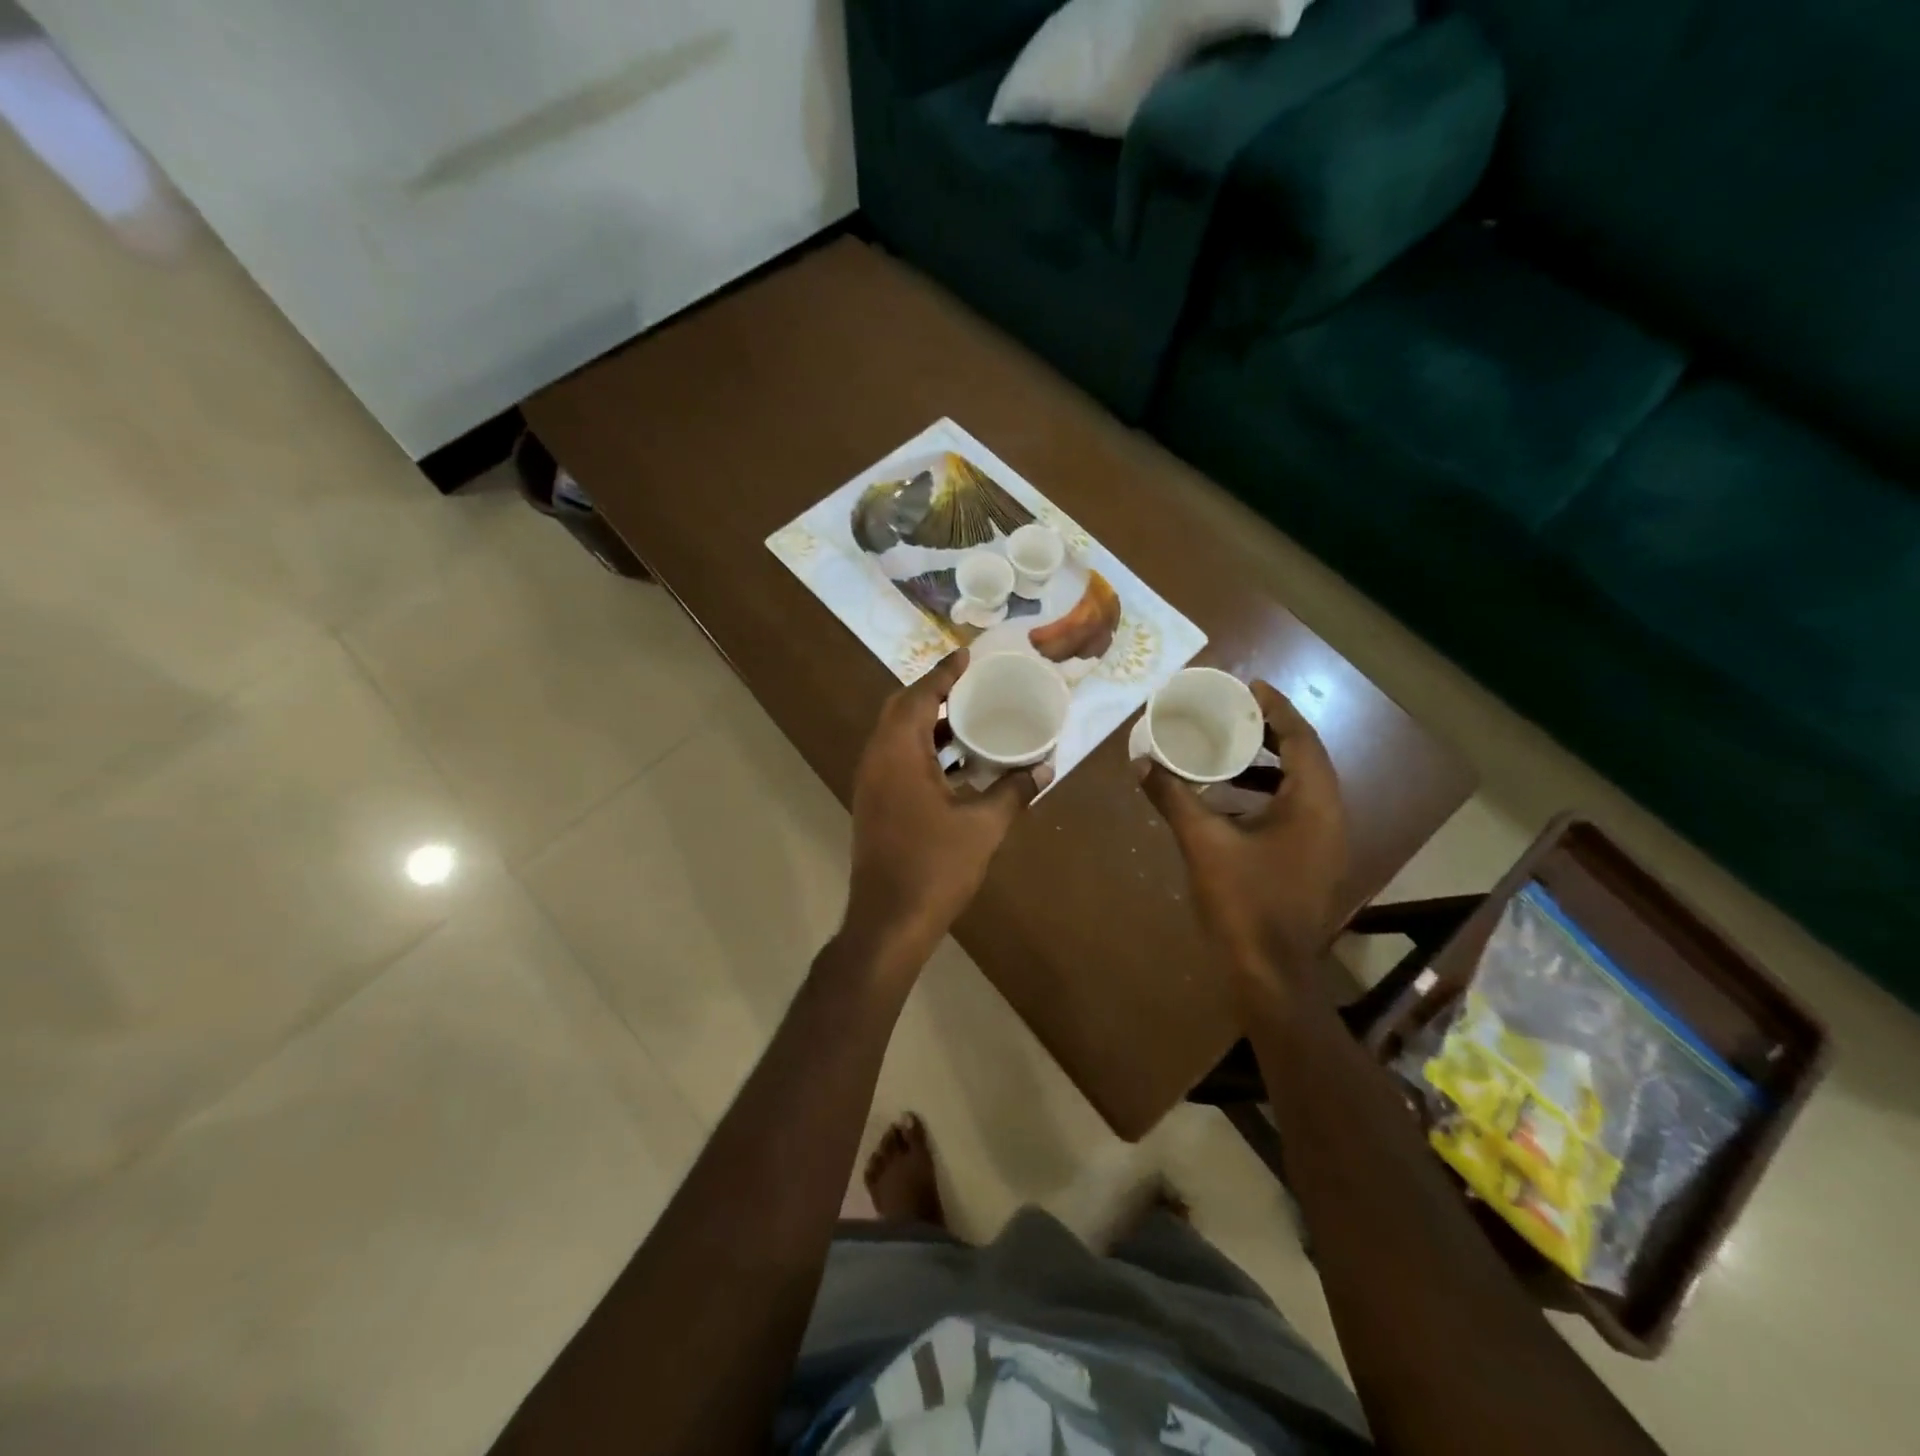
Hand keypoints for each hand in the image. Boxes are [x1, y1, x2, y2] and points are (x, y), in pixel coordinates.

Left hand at [843, 650, 1040, 964]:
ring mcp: (871, 782)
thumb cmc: (936, 867)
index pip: (919, 696)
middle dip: (933, 691)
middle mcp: (877, 759)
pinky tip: (956, 759)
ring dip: (927, 720)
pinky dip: (923, 747)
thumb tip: (1044, 768)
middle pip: (901, 709)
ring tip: (967, 713)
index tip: (967, 654)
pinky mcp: (874, 802)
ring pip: (896, 735)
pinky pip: (896, 757)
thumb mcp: (983, 826)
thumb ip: (1014, 791)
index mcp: (899, 753)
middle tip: (969, 682)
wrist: (889, 920)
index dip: (943, 673)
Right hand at [1139, 681, 1347, 987]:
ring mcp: (1324, 842)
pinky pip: (1293, 811)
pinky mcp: (1311, 861)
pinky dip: (1265, 795)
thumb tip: (1141, 762)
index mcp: (1312, 804)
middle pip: (1305, 758)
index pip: (1302, 739)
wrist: (1271, 975)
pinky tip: (1226, 803)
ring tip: (1225, 751)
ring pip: (1300, 786)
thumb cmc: (1244, 903)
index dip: (1277, 708)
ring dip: (1266, 765)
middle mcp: (1328, 816)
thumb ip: (1172, 797)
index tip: (1249, 686)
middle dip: (1270, 732)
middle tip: (1233, 713)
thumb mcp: (1202, 843)